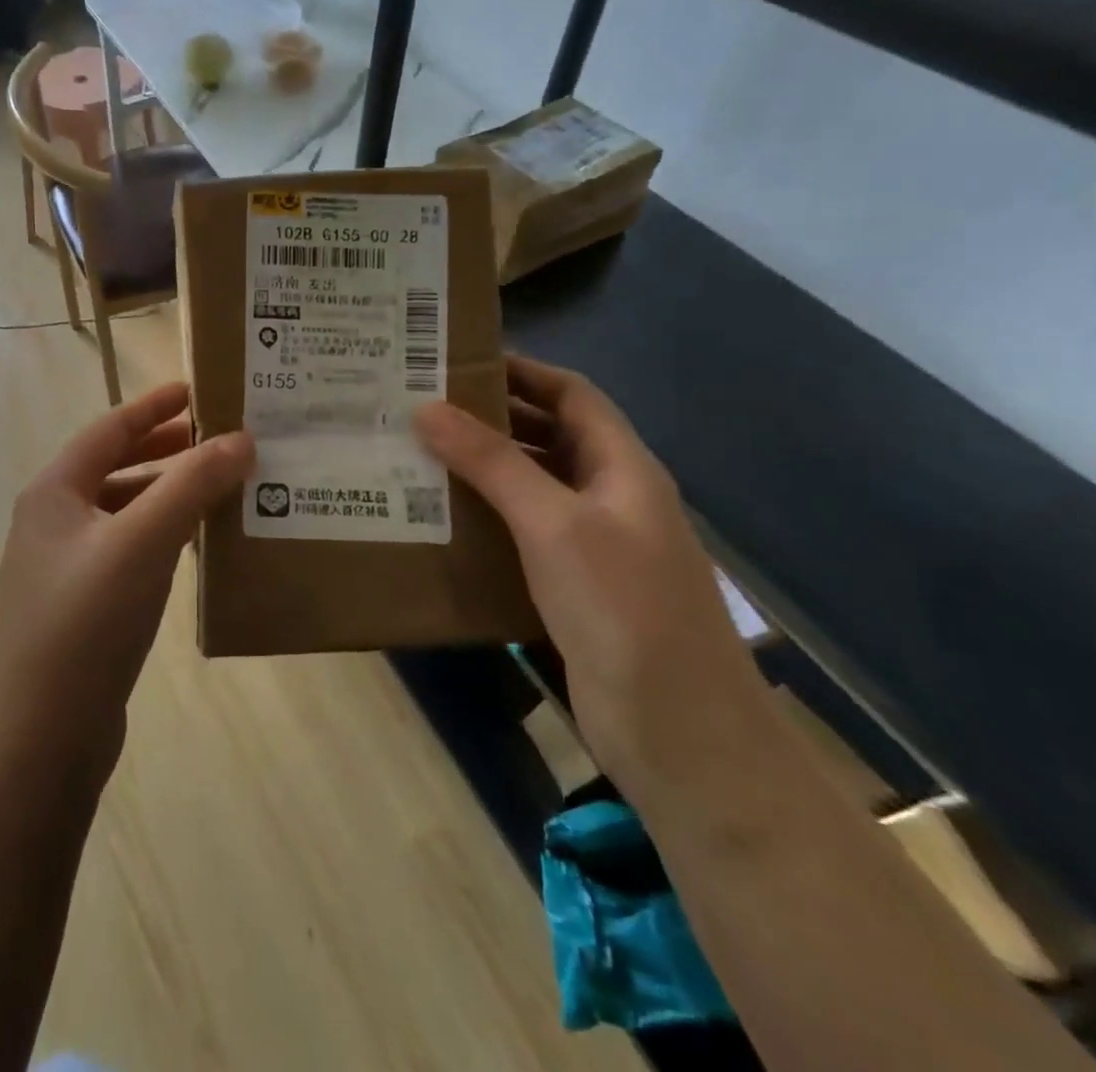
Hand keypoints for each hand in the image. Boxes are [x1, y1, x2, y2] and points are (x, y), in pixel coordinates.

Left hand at [0, 383, 253, 782]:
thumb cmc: (84, 624)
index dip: (152, 406)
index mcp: (54, 492)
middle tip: (219, 438)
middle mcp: (53, 521)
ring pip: (124, 511)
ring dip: (168, 493)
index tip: (197, 389)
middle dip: (165, 449)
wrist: (38, 739)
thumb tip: (241, 438)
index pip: (108, 429)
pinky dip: (162, 535)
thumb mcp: (141, 543)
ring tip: (220, 485)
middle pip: (115, 466)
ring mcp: (65, 567)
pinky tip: (197, 545)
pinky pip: (128, 550)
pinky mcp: (83, 606)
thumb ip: (190, 486)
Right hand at [415, 356, 770, 797]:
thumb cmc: (623, 609)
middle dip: (491, 418)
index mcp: (622, 468)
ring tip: (415, 455)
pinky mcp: (572, 587)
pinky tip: (439, 520)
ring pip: (532, 486)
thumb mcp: (554, 524)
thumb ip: (493, 463)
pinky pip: (522, 533)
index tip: (456, 361)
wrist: (679, 734)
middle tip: (420, 407)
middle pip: (549, 437)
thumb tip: (427, 408)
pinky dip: (484, 517)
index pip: (571, 395)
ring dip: (482, 469)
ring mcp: (593, 545)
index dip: (521, 372)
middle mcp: (610, 497)